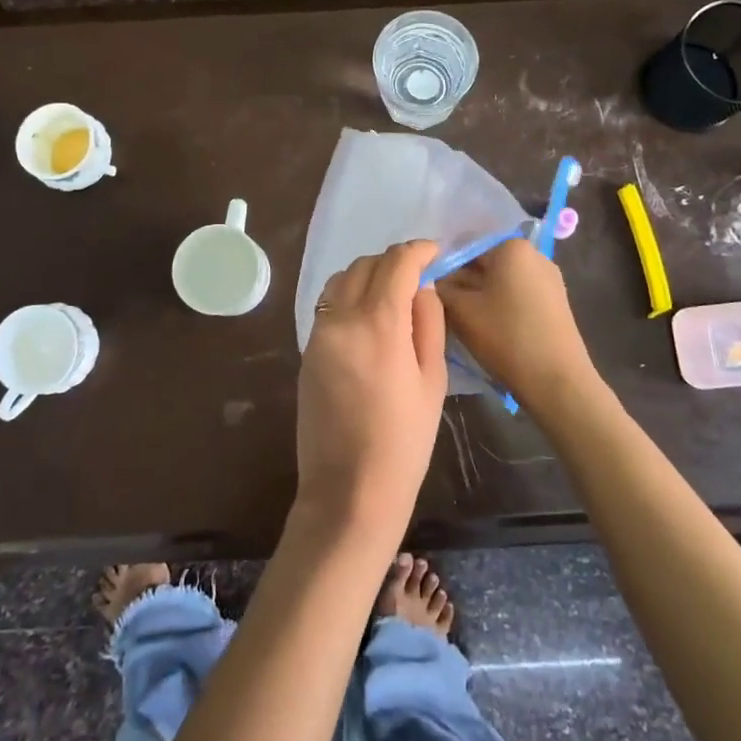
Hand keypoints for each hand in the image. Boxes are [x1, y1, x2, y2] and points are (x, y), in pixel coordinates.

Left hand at [295, 241, 447, 534]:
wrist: (349, 491)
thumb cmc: (404, 441)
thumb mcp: (433, 380)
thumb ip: (428, 323)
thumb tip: (422, 287)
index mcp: (379, 324)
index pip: (397, 262)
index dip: (418, 250)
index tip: (434, 252)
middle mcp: (342, 318)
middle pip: (366, 264)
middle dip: (393, 261)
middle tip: (417, 275)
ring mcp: (318, 333)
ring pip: (341, 280)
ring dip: (368, 275)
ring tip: (392, 294)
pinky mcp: (306, 350)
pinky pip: (328, 304)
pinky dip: (349, 296)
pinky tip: (368, 318)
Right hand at [436, 239, 602, 414]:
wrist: (557, 381)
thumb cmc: (505, 337)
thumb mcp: (460, 310)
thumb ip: (440, 287)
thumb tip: (432, 278)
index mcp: (511, 247)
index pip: (465, 247)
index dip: (443, 269)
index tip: (430, 292)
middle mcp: (534, 255)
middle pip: (486, 263)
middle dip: (463, 283)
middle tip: (443, 308)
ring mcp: (550, 279)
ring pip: (502, 281)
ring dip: (481, 296)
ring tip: (464, 321)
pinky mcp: (556, 302)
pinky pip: (519, 295)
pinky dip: (501, 306)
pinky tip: (490, 329)